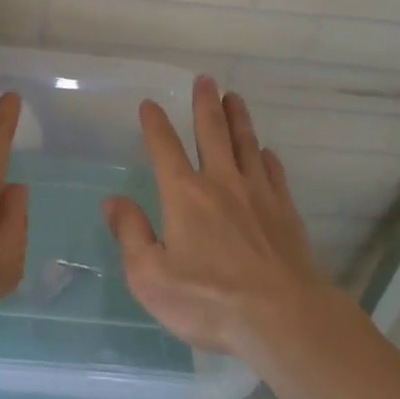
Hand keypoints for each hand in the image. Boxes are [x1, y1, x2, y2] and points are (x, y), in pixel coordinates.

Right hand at [105, 77, 323, 360]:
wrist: (285, 319)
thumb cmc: (210, 301)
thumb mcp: (151, 277)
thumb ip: (131, 235)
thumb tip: (113, 201)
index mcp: (184, 194)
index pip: (164, 147)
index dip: (155, 123)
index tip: (150, 103)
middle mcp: (221, 183)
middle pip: (212, 133)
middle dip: (205, 104)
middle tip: (205, 79)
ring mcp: (258, 195)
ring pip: (246, 145)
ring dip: (238, 119)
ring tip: (234, 98)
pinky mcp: (286, 213)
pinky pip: (274, 174)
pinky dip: (267, 158)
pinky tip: (267, 153)